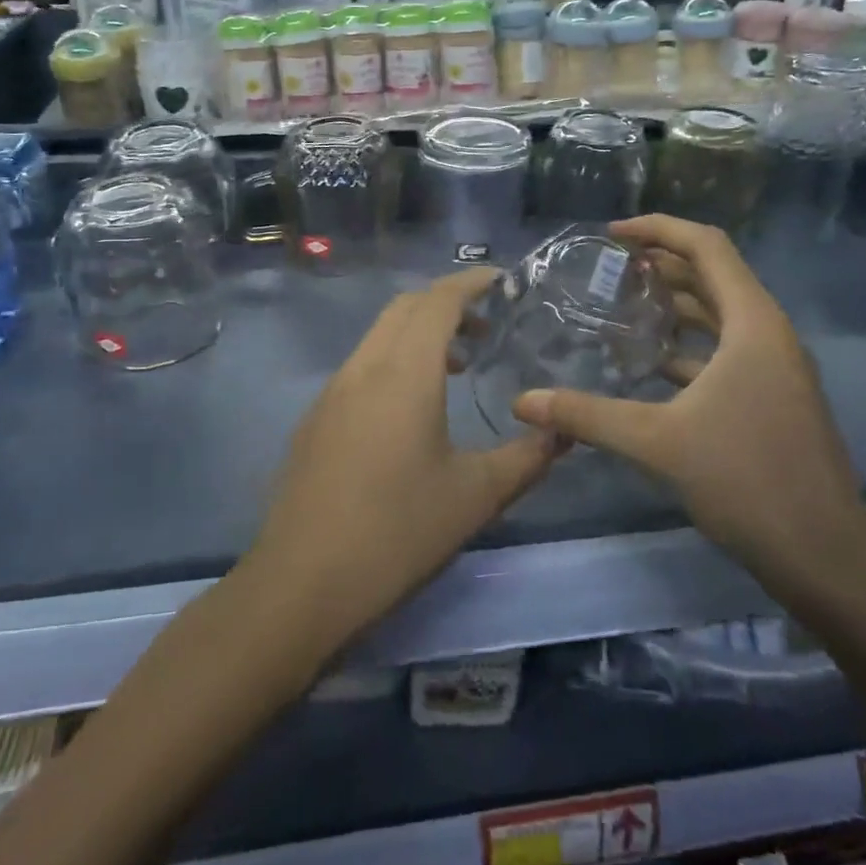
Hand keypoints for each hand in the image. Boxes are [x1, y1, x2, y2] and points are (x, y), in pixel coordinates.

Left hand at [247, 268, 561, 653]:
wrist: (301, 584)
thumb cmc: (398, 532)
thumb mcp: (476, 496)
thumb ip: (527, 458)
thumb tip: (563, 432)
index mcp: (404, 372)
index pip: (438, 300)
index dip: (471, 281)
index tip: (503, 280)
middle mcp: (364, 367)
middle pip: (405, 307)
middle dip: (447, 303)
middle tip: (488, 327)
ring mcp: (332, 392)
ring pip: (380, 335)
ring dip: (419, 333)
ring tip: (459, 367)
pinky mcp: (315, 419)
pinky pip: (362, 365)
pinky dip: (394, 360)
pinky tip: (412, 409)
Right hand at [512, 215, 865, 606]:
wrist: (825, 557)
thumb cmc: (746, 480)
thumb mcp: (657, 442)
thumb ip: (587, 416)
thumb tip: (523, 402)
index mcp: (753, 323)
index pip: (707, 246)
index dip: (659, 229)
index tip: (613, 234)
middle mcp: (770, 334)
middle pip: (714, 276)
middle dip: (663, 264)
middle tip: (611, 268)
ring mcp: (777, 368)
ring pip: (721, 316)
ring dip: (677, 305)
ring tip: (624, 306)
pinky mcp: (774, 398)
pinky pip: (727, 351)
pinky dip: (689, 346)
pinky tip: (652, 365)